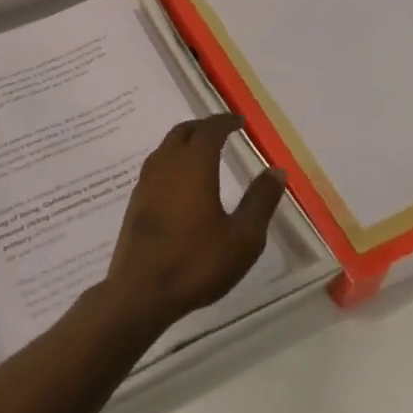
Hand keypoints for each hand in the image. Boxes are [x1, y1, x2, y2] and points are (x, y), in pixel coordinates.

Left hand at [101, 115, 286, 334]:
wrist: (140, 292)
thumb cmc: (196, 262)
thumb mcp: (243, 237)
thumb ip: (260, 201)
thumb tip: (276, 170)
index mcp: (193, 166)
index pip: (209, 130)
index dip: (225, 121)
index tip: (239, 121)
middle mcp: (166, 165)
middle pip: (182, 132)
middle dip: (203, 127)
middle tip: (222, 131)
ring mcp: (146, 183)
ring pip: (165, 148)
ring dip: (184, 142)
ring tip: (202, 153)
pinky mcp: (136, 203)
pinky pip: (156, 167)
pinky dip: (172, 161)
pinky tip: (180, 183)